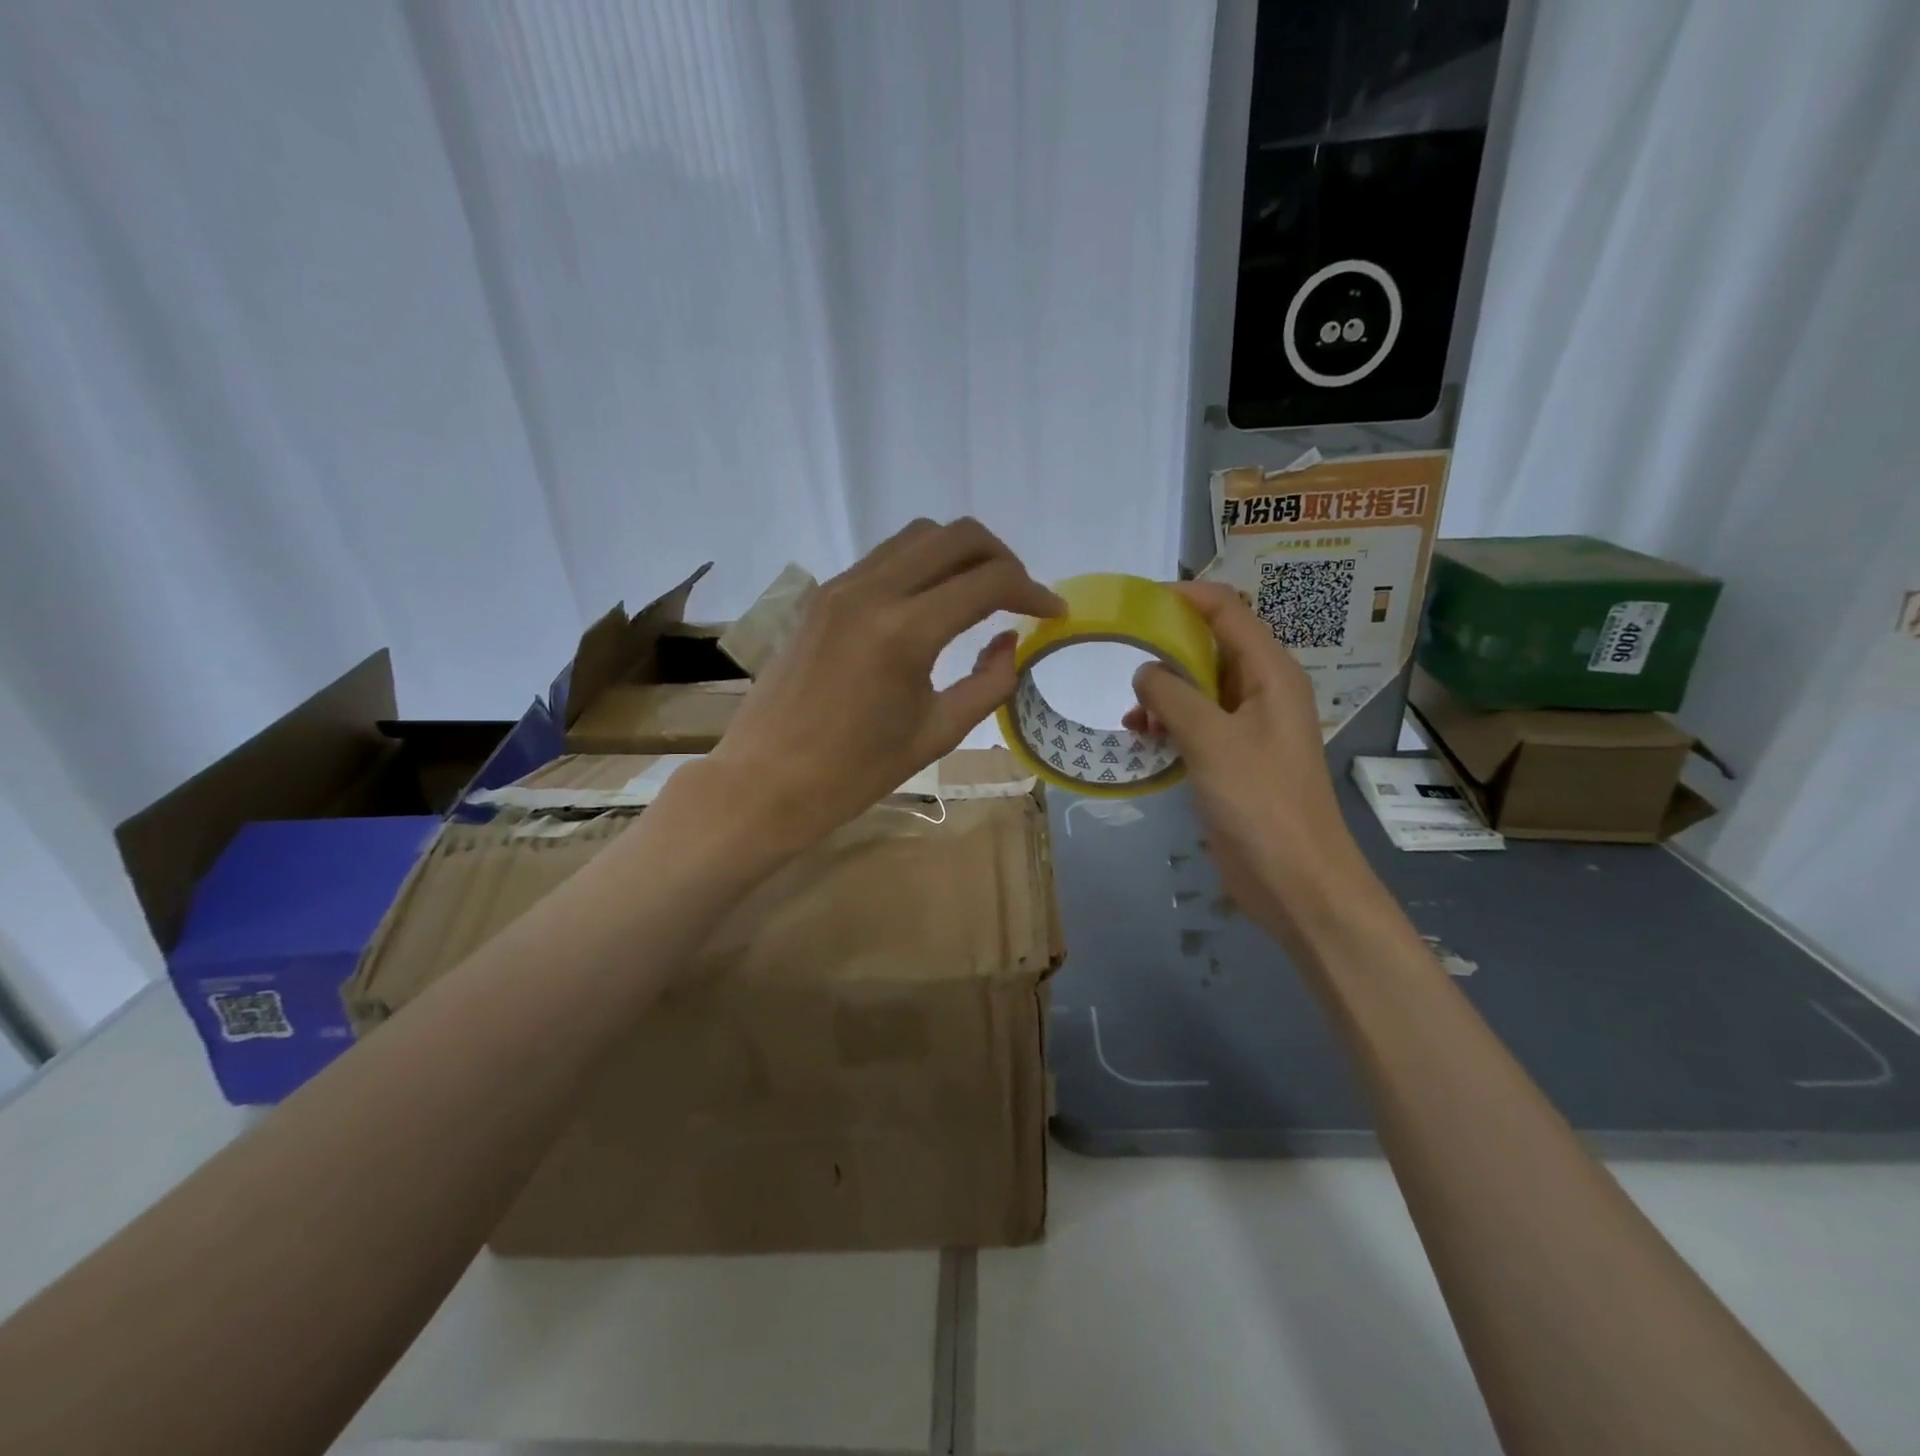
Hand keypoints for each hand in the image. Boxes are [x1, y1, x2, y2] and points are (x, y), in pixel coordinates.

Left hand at [707, 518, 1063, 847]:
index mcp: (906, 631)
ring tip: (978, 594)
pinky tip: (930, 604)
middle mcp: (872, 591)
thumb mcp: (938, 732)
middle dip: (1001, 557)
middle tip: (1019, 596)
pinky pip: (883, 557)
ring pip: (917, 536)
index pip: (988, 581)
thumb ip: (990, 681)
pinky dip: (920, 565)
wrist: (767, 781)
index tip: (1053, 612)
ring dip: (959, 553)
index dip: (1033, 591)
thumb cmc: (856, 772)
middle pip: (956, 535)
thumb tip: (1013, 642)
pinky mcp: (821, 595)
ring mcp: (840, 587)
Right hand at [1123, 581, 1375, 943]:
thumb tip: (1144, 671)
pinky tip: (1143, 740)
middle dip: (1166, 650)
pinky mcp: (1235, 761)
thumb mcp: (1211, 738)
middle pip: (1211, 648)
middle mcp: (1263, 692)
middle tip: (1120, 658)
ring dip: (1164, 694)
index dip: (1185, 598)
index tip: (1137, 603)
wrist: (1295, 879)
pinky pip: (1198, 725)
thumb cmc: (1260, 800)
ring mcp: (1250, 728)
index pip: (1227, 611)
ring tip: (1132, 717)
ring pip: (1200, 690)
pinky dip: (1170, 725)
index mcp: (1270, 673)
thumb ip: (1172, 695)